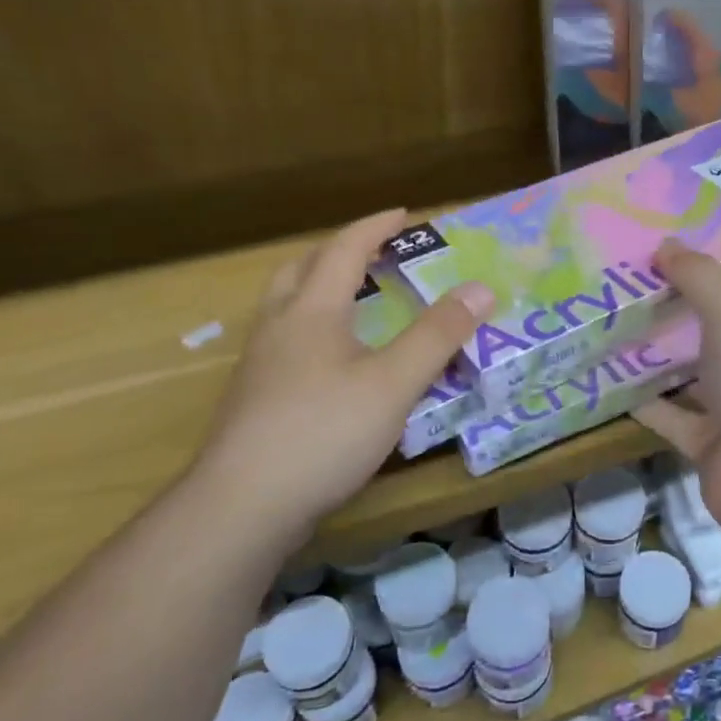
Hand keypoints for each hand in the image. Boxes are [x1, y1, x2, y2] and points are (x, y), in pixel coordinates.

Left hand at [188, 208, 493, 525]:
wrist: (240, 507)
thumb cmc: (323, 433)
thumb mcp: (394, 383)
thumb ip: (437, 335)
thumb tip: (480, 288)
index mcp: (311, 311)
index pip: (344, 250)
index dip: (375, 227)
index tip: (405, 214)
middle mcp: (278, 328)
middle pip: (302, 270)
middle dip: (339, 252)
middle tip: (374, 256)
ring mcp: (259, 366)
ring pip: (287, 307)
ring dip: (319, 289)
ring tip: (355, 303)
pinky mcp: (253, 401)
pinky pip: (285, 343)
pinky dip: (313, 330)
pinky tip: (333, 364)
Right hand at [634, 241, 720, 533]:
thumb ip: (699, 278)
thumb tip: (666, 243)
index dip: (706, 281)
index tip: (661, 265)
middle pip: (716, 338)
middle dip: (675, 319)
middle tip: (623, 294)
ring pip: (693, 379)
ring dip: (657, 361)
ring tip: (608, 331)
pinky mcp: (715, 448)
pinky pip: (674, 419)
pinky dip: (646, 405)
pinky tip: (608, 383)